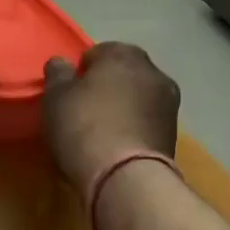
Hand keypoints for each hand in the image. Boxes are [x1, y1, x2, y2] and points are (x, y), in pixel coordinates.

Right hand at [42, 42, 180, 194]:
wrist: (125, 176)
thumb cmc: (84, 126)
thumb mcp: (55, 97)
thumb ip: (57, 74)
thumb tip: (61, 63)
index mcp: (123, 54)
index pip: (98, 52)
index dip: (82, 72)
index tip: (70, 93)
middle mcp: (153, 71)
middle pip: (123, 74)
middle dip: (107, 87)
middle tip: (85, 110)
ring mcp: (169, 103)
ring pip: (138, 98)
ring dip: (124, 108)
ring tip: (102, 132)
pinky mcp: (174, 134)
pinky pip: (146, 123)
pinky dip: (134, 128)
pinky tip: (118, 146)